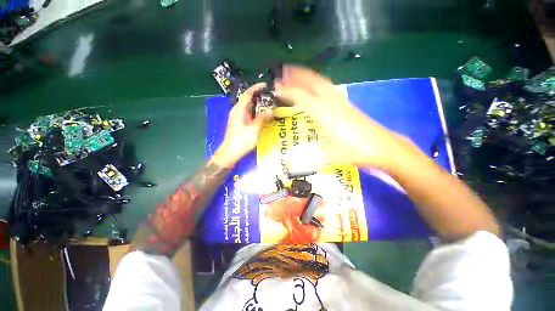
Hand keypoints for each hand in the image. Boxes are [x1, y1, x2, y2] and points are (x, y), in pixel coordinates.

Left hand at [213, 83, 272, 167]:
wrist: (230, 153)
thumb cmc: (241, 141)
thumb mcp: (254, 130)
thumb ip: (262, 119)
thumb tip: (270, 110)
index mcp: (239, 110)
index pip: (247, 94)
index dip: (256, 88)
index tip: (266, 85)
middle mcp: (238, 111)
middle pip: (249, 100)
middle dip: (260, 97)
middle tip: (272, 97)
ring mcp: (239, 117)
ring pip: (250, 107)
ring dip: (259, 105)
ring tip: (271, 105)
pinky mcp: (241, 123)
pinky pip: (250, 114)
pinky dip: (257, 113)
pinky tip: (264, 116)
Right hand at [274, 65, 404, 169]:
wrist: (385, 147)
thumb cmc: (357, 153)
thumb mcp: (331, 157)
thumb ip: (310, 157)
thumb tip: (293, 161)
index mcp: (326, 116)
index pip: (303, 97)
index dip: (288, 91)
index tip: (277, 86)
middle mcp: (333, 104)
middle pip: (314, 82)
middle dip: (298, 75)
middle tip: (284, 71)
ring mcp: (342, 102)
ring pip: (323, 83)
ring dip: (308, 76)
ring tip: (297, 74)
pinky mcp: (347, 104)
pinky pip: (330, 88)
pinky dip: (318, 83)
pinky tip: (315, 87)